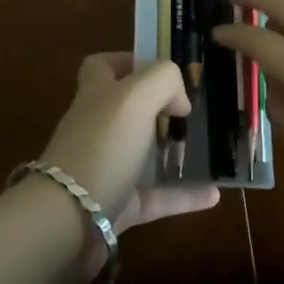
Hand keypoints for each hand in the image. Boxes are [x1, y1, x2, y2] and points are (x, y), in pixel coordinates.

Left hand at [37, 53, 219, 233]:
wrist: (68, 222)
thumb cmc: (101, 147)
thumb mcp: (135, 96)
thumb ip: (163, 81)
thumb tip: (179, 99)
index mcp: (96, 94)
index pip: (102, 66)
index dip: (128, 62)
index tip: (162, 70)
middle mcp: (98, 127)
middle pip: (126, 109)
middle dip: (157, 107)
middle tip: (190, 110)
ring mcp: (107, 168)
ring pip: (143, 153)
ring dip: (173, 151)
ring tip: (206, 148)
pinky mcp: (118, 206)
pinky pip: (157, 197)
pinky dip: (185, 195)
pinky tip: (214, 194)